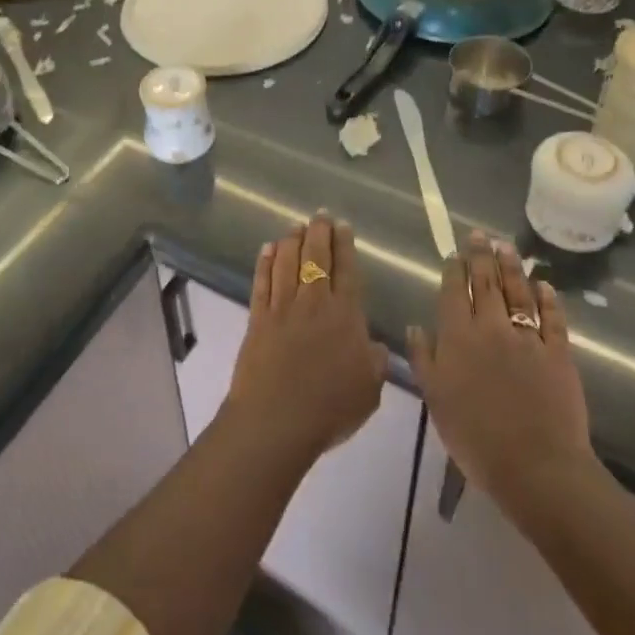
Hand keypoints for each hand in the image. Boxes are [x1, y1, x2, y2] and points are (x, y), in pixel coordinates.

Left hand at [226, 214, 388, 464]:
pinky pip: (262, 281)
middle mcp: (313, 303)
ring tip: (295, 226)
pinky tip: (268, 249)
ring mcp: (282, 307)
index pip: (347, 271)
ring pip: (287, 263)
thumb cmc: (329, 408)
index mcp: (345, 316)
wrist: (276, 419)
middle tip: (320, 215)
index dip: (345, 246)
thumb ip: (376, 363)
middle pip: (316, 258)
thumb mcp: (369, 391)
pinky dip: (265, 262)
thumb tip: (376, 345)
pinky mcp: (258, 317)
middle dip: (319, 233)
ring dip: (292, 241)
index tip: (342, 226)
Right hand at [407, 232, 596, 504]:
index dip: (454, 269)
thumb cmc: (475, 437)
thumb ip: (423, 358)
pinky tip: (544, 286)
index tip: (454, 252)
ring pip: (518, 292)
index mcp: (458, 336)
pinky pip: (552, 319)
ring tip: (507, 247)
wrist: (535, 466)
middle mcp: (491, 327)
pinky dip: (548, 299)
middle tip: (481, 235)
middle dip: (481, 256)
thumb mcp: (436, 399)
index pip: (454, 291)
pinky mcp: (558, 353)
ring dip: (512, 267)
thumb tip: (416, 326)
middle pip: (486, 283)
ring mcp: (527, 337)